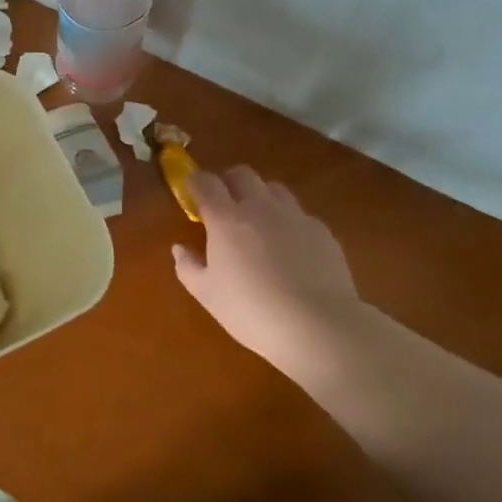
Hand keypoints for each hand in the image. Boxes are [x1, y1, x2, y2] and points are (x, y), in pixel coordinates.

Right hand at [172, 166, 367, 367]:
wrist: (319, 327)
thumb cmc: (251, 310)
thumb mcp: (207, 294)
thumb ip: (188, 266)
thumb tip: (179, 249)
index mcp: (226, 219)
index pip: (206, 182)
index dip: (196, 182)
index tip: (192, 194)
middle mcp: (260, 207)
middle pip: (242, 174)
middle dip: (229, 182)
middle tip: (225, 207)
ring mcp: (294, 216)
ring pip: (274, 189)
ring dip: (261, 198)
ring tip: (259, 224)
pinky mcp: (322, 232)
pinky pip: (300, 214)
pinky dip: (288, 223)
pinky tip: (291, 250)